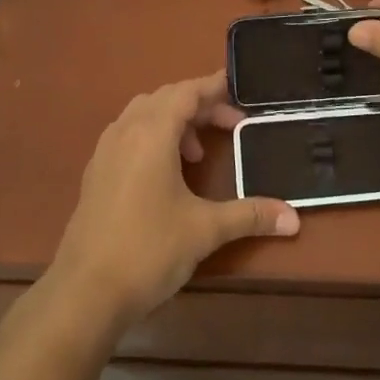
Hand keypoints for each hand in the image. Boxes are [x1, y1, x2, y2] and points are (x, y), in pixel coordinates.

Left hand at [46, 73, 299, 329]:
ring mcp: (105, 152)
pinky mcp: (95, 174)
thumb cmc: (148, 249)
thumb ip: (250, 215)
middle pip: (165, 99)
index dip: (213, 87)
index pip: (186, 92)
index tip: (238, 87)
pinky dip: (152, 138)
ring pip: (142, 115)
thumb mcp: (205, 230)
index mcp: (151, 133)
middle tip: (230, 125)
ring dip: (173, 121)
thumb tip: (294, 219)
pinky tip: (166, 173)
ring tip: (197, 153)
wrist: (85, 292)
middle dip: (199, 106)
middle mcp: (125, 132)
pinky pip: (127, 135)